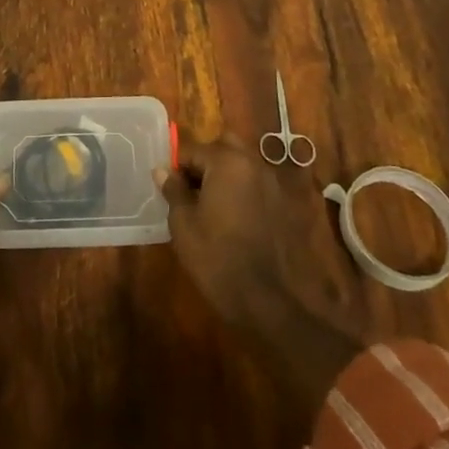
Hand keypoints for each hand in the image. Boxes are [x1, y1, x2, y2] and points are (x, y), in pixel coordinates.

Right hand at [158, 137, 364, 407]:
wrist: (268, 301)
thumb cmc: (217, 258)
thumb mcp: (183, 224)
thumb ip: (173, 190)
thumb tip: (163, 170)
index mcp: (226, 162)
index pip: (192, 150)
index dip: (176, 167)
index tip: (168, 189)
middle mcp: (254, 164)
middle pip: (224, 147)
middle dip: (205, 161)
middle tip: (191, 190)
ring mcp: (273, 184)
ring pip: (243, 165)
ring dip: (225, 175)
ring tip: (210, 205)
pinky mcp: (284, 206)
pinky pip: (257, 186)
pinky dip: (243, 192)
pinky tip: (233, 219)